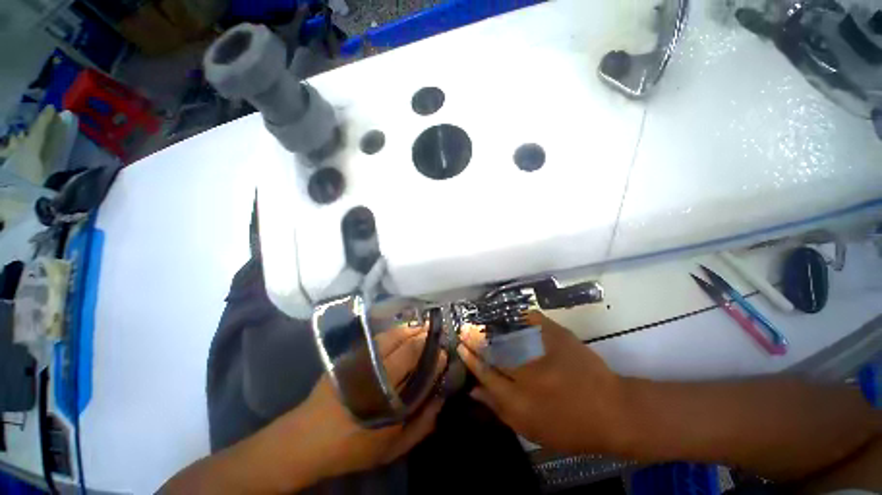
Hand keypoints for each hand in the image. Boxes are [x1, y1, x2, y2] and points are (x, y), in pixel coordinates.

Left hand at [291, 323, 445, 479]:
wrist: (306, 438)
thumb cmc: (352, 446)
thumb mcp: (390, 449)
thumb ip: (420, 426)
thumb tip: (440, 399)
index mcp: (388, 396)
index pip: (418, 366)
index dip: (434, 357)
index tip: (444, 354)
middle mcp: (376, 372)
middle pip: (406, 345)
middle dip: (424, 338)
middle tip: (436, 336)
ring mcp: (360, 360)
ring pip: (391, 336)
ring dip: (409, 330)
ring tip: (421, 329)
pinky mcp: (349, 356)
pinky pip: (377, 338)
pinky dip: (393, 332)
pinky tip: (400, 332)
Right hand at [457, 314, 624, 453]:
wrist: (612, 410)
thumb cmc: (569, 427)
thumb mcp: (531, 428)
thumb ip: (499, 408)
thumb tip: (474, 391)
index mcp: (519, 399)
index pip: (485, 373)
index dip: (470, 358)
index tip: (460, 346)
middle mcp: (527, 372)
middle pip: (493, 350)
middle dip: (475, 338)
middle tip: (464, 328)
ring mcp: (543, 351)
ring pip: (508, 334)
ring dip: (491, 326)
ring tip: (480, 321)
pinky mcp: (558, 337)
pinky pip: (533, 321)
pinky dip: (520, 315)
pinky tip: (510, 313)